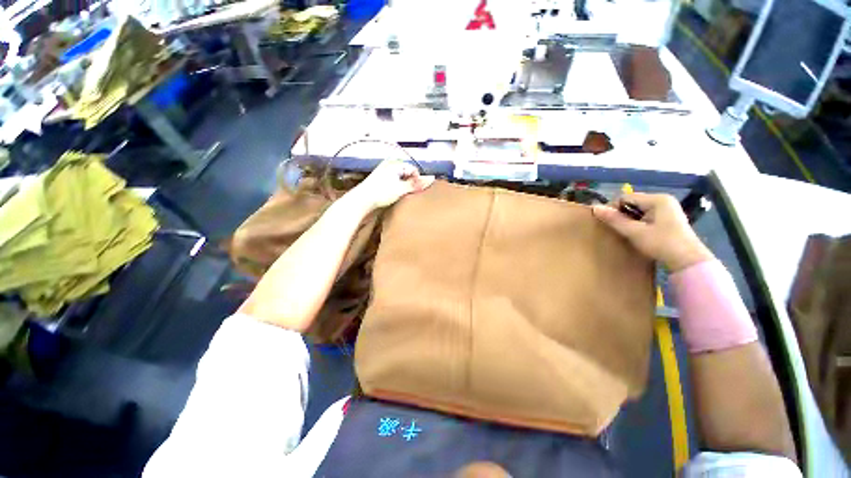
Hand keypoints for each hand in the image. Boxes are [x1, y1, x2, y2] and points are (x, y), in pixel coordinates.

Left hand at [348, 160, 435, 210]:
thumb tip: (432, 178)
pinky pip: (394, 181)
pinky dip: (397, 187)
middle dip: (410, 182)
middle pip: (407, 173)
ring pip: (400, 177)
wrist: (362, 200)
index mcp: (395, 164)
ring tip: (402, 195)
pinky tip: (394, 195)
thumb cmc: (381, 193)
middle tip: (410, 193)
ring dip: (404, 186)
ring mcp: (383, 171)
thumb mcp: (401, 189)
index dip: (417, 180)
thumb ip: (417, 184)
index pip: (413, 169)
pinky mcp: (379, 179)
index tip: (417, 190)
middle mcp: (389, 165)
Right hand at [592, 193, 714, 271]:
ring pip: (638, 210)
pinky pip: (646, 216)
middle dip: (621, 214)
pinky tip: (636, 234)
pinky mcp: (668, 219)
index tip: (606, 222)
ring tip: (624, 232)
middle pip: (632, 203)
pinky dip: (638, 223)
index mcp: (657, 199)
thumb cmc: (662, 243)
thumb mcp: (635, 232)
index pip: (625, 197)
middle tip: (614, 228)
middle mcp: (663, 200)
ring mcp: (667, 210)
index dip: (613, 208)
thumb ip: (614, 219)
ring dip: (629, 220)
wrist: (689, 262)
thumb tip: (594, 208)